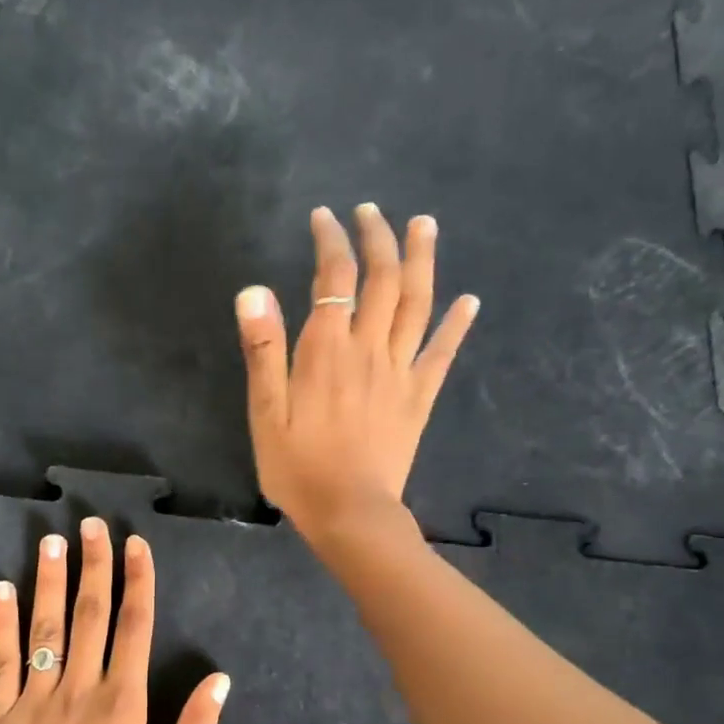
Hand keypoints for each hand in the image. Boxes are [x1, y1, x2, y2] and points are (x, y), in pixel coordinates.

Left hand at [0, 519, 230, 723]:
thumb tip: (220, 680)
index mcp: (123, 705)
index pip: (134, 627)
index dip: (137, 582)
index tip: (136, 545)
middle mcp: (80, 690)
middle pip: (89, 615)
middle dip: (94, 566)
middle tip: (92, 525)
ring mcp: (35, 701)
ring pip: (45, 628)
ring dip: (50, 581)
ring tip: (51, 541)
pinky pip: (1, 662)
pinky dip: (1, 624)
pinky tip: (0, 590)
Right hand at [234, 204, 477, 544]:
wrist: (349, 512)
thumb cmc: (298, 468)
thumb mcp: (264, 413)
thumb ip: (263, 351)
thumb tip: (254, 290)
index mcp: (326, 350)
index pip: (334, 277)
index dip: (331, 240)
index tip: (325, 217)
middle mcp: (369, 349)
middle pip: (382, 278)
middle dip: (378, 237)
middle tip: (372, 211)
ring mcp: (400, 371)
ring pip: (417, 303)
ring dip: (422, 260)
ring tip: (424, 225)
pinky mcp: (419, 396)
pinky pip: (442, 352)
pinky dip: (457, 323)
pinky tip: (470, 300)